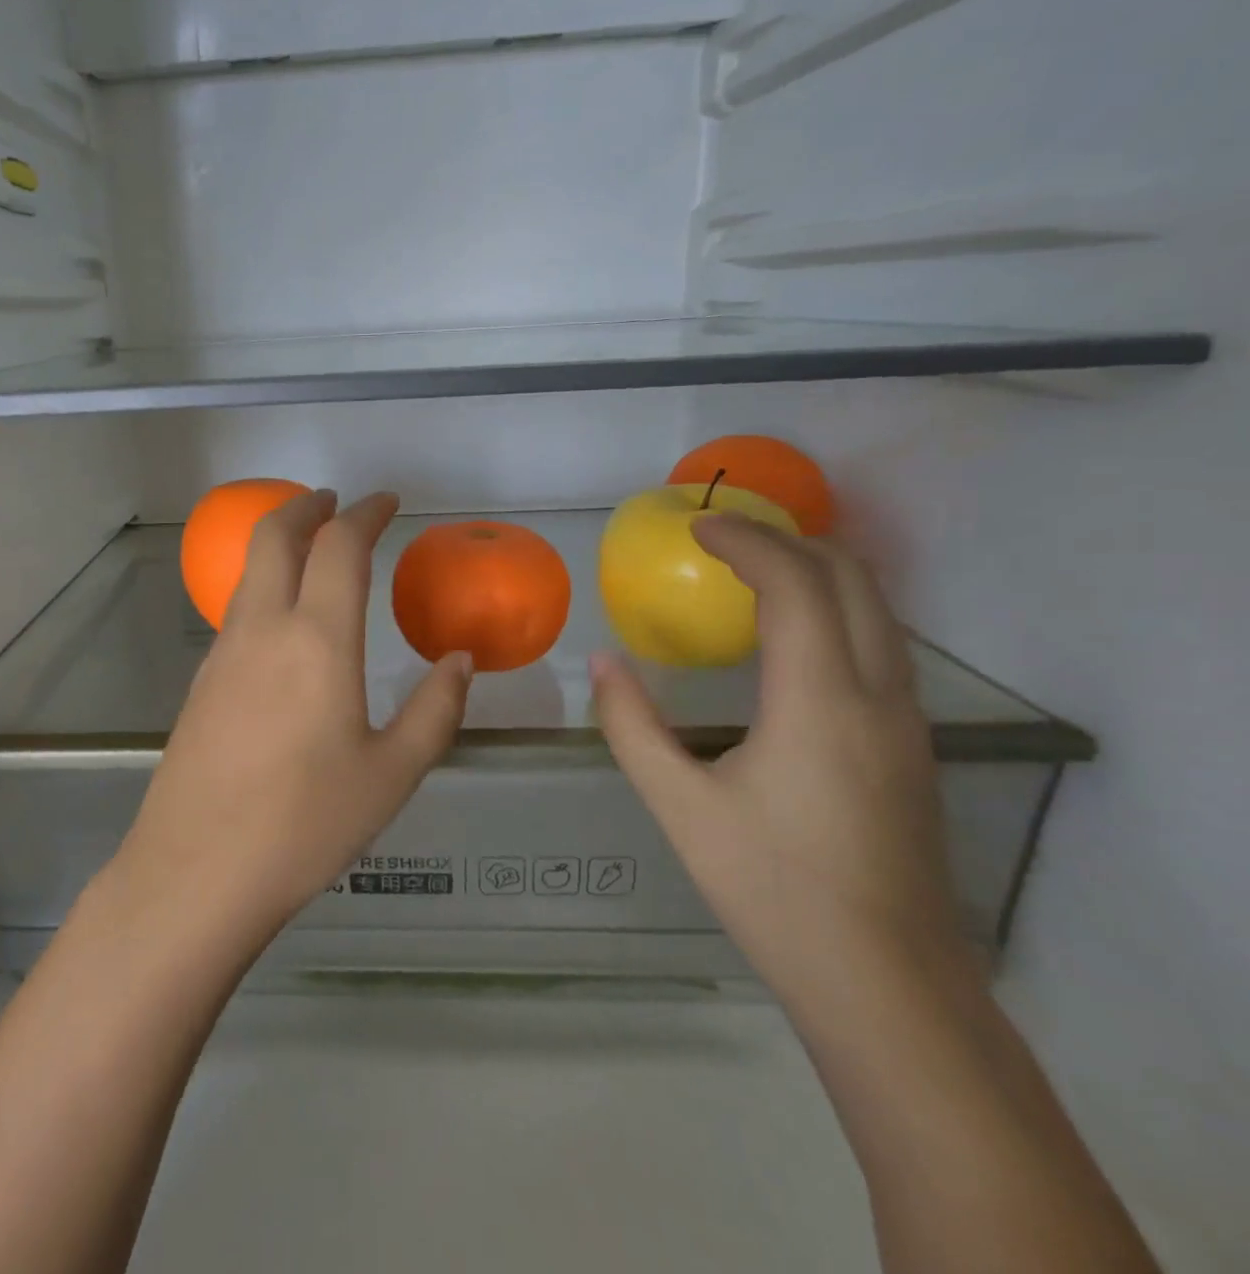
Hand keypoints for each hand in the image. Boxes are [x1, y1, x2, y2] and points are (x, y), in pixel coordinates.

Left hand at [111, 490, 473, 936]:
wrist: (197, 870)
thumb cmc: (305, 824)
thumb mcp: (392, 774)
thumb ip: (435, 710)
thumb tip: (459, 661)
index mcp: (317, 640)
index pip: (339, 547)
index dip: (365, 513)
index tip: (386, 502)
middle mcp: (263, 628)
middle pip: (275, 535)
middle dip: (306, 505)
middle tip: (335, 501)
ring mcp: (223, 651)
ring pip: (248, 569)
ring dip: (279, 541)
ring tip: (311, 549)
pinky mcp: (202, 680)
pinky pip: (237, 608)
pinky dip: (263, 584)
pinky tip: (283, 619)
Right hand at [591, 515, 965, 998]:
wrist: (885, 983)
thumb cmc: (772, 888)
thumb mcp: (679, 806)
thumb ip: (631, 726)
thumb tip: (603, 662)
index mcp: (820, 701)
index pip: (795, 585)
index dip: (746, 543)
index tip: (696, 530)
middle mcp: (878, 695)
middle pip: (851, 580)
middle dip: (788, 542)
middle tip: (724, 540)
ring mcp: (906, 720)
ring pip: (878, 610)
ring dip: (818, 572)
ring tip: (753, 572)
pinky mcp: (911, 745)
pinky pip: (880, 643)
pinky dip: (835, 609)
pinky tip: (789, 637)